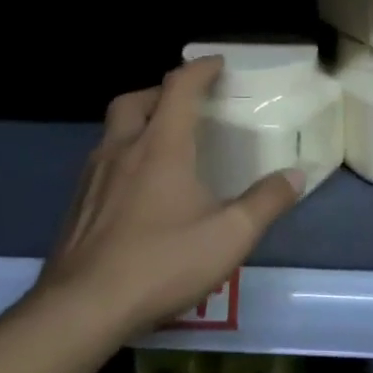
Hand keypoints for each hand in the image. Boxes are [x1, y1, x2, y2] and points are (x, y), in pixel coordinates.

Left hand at [36, 57, 304, 338]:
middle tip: (184, 104)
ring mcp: (93, 177)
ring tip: (162, 145)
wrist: (81, 308)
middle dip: (161, 91)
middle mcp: (123, 149)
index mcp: (161, 146)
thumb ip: (265, 202)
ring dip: (138, 123)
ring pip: (113, 130)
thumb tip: (295, 175)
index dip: (200, 69)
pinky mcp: (76, 205)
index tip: (217, 64)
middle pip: (135, 100)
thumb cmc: (161, 263)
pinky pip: (101, 162)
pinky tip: (136, 190)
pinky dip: (122, 157)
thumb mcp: (229, 236)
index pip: (179, 87)